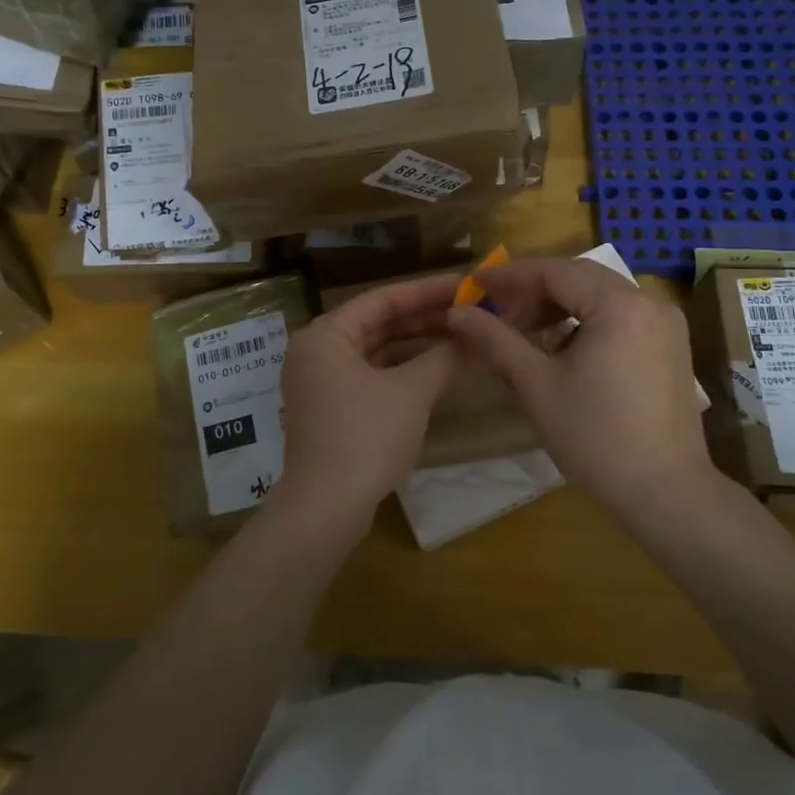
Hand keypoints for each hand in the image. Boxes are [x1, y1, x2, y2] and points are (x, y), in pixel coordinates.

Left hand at [270, 274, 461, 542]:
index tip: (466, 285)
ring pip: (376, 351)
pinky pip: (371, 375)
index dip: (427, 291)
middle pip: (378, 323)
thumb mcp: (411, 393)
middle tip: (470, 310)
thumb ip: (445, 358)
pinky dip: (402, 371)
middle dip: (425, 319)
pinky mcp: (330, 408)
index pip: (382, 299)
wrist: (325, 509)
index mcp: (325, 335)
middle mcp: (317, 350)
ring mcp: (321, 381)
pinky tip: (437, 370)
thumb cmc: (365, 438)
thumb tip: (477, 336)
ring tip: (462, 338)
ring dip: (416, 345)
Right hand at [446, 257, 720, 526]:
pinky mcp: (669, 348)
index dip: (510, 275)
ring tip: (522, 333)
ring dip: (558, 307)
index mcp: (619, 305)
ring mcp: (664, 325)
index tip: (474, 283)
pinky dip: (584, 323)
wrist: (666, 494)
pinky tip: (559, 350)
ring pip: (600, 297)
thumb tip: (457, 312)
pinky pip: (619, 317)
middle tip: (494, 307)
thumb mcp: (537, 384)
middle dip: (534, 290)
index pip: (555, 271)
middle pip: (580, 278)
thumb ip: (496, 339)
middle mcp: (649, 302)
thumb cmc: (595, 436)